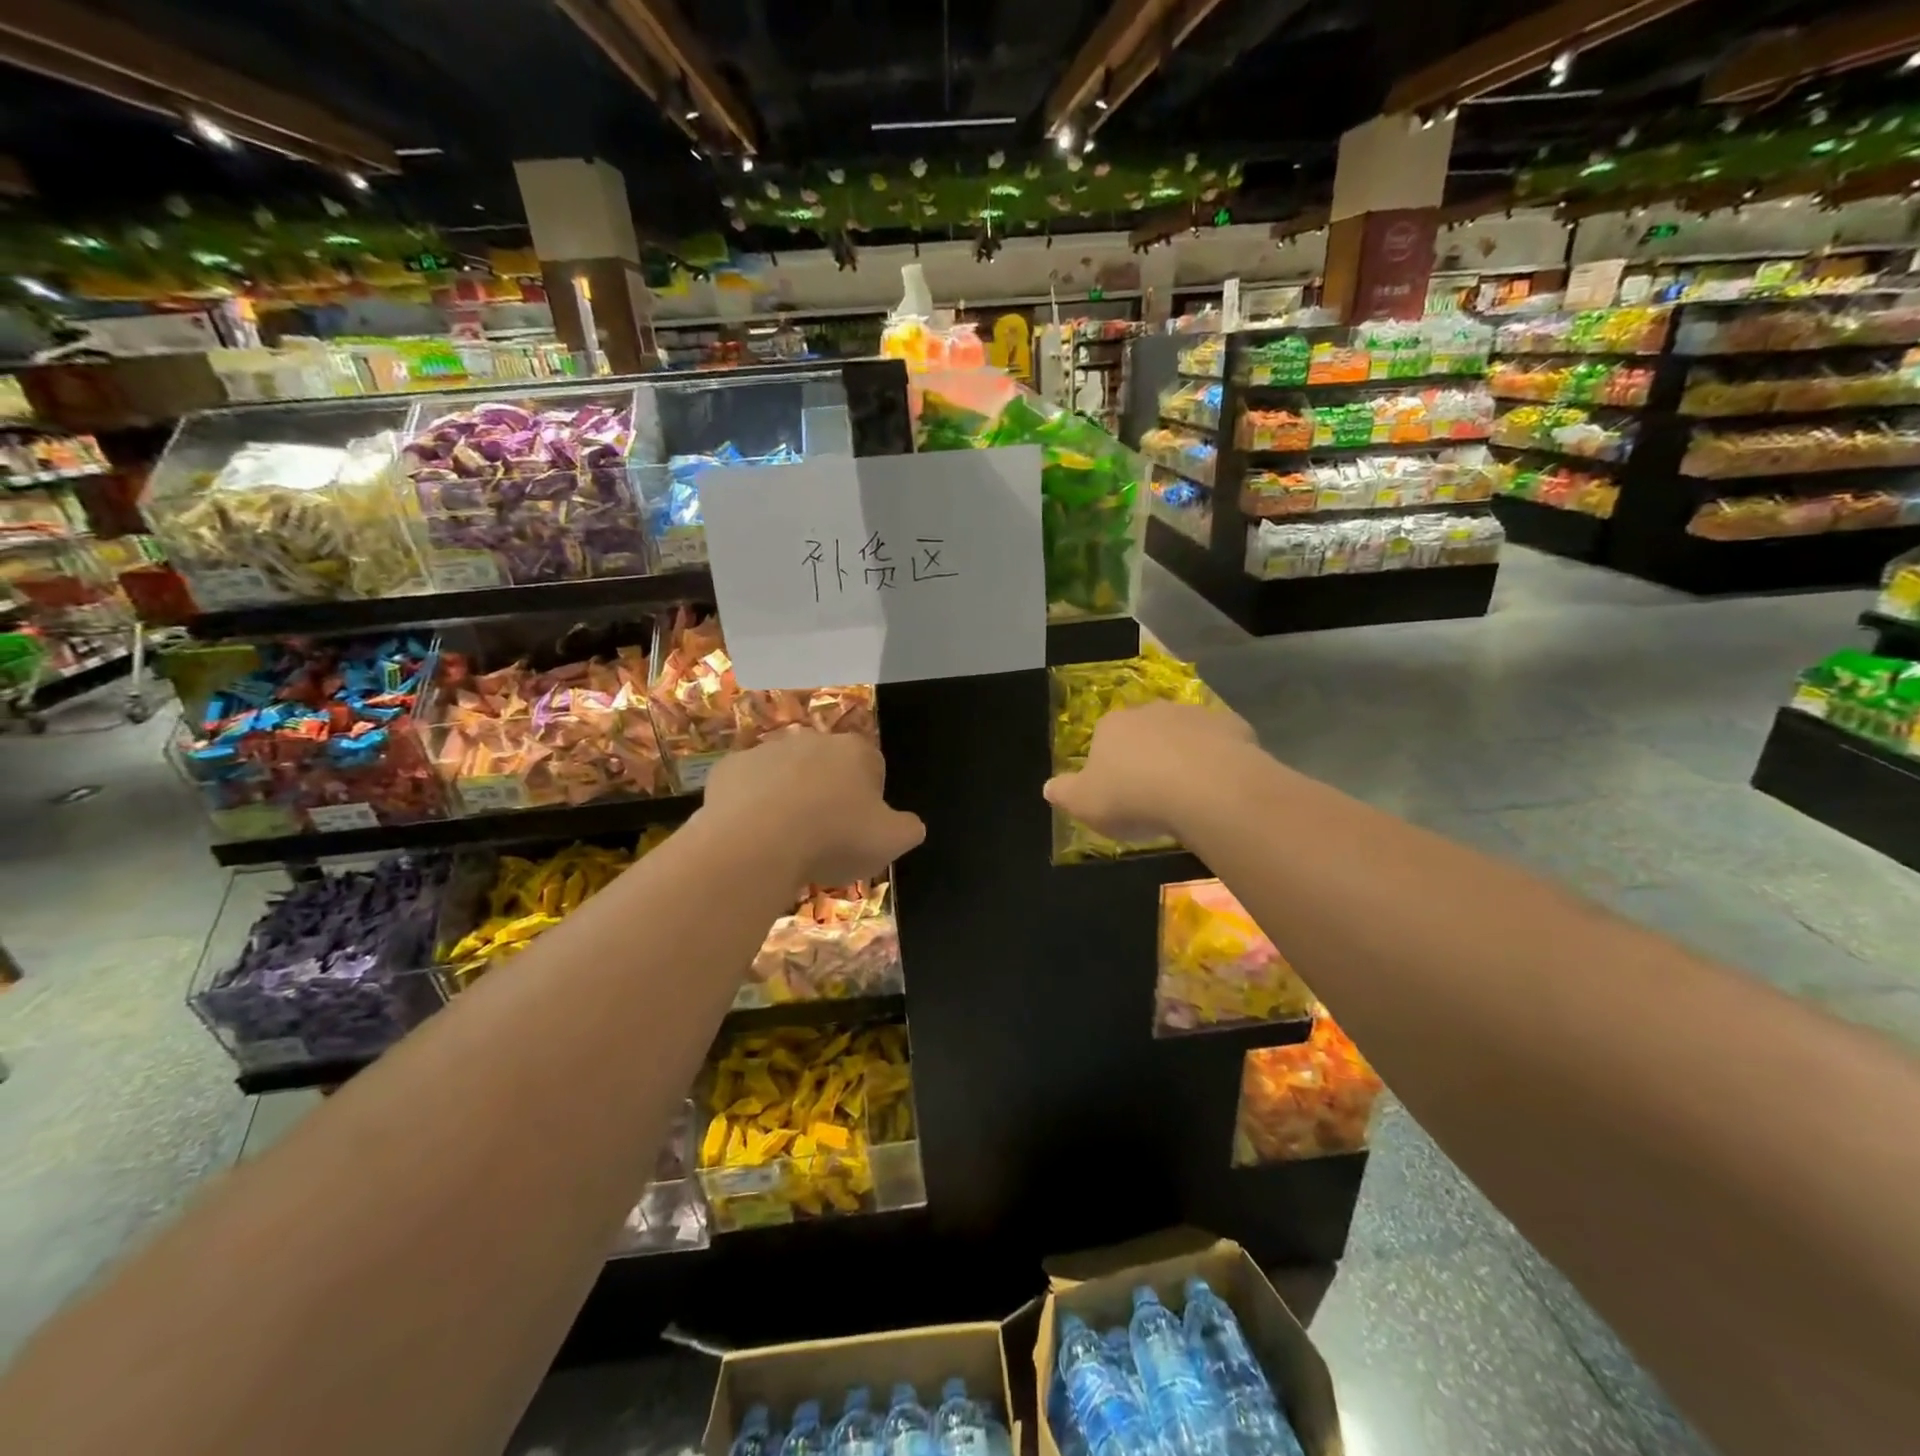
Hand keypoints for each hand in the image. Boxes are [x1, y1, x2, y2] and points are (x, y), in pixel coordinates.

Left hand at [702, 729, 924, 886]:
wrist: (757, 843)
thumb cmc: (833, 838)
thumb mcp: (891, 842)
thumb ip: (908, 829)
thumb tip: (909, 825)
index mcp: (856, 751)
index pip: (873, 767)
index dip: (870, 800)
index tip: (860, 830)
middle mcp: (813, 740)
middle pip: (827, 767)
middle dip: (828, 794)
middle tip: (824, 838)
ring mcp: (767, 750)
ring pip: (785, 774)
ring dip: (789, 798)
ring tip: (785, 841)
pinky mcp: (729, 768)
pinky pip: (747, 786)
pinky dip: (751, 805)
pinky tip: (753, 835)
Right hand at [1043, 701, 1257, 843]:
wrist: (1205, 789)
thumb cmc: (1133, 796)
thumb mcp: (1084, 804)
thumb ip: (1063, 793)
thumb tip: (1048, 787)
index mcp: (1112, 726)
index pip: (1103, 740)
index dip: (1109, 766)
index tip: (1117, 794)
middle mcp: (1151, 711)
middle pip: (1144, 733)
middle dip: (1147, 756)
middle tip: (1153, 794)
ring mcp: (1194, 715)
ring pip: (1184, 735)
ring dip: (1184, 756)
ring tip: (1189, 794)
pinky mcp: (1233, 726)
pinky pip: (1221, 744)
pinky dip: (1219, 759)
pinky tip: (1221, 787)